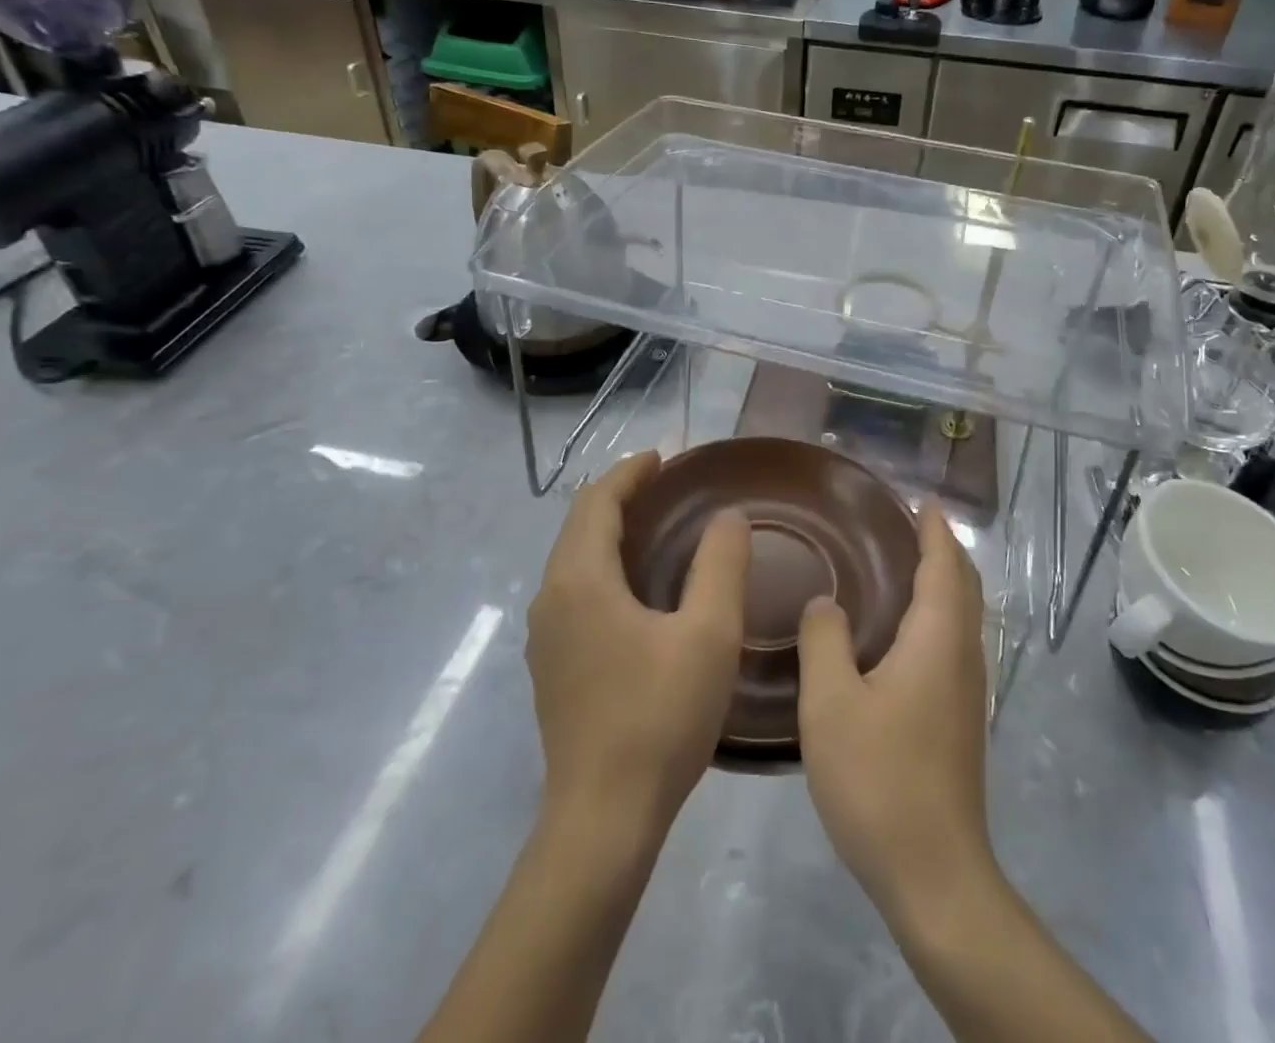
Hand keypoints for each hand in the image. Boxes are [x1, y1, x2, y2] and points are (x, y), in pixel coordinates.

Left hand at [526, 451, 749, 836]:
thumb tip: (728, 517)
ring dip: (609, 532)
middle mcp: (551, 598)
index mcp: (580, 579)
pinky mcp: (552, 666)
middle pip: (579, 525)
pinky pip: (574, 591)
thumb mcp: (708, 634)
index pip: (596, 501)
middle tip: (666, 485)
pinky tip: (637, 589)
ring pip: (573, 560)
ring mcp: (546, 636)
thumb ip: (721, 565)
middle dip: (618, 496)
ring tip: (655, 527)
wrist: (603, 818)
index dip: (629, 472)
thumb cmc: (659, 716)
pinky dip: (602, 567)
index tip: (664, 457)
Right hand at [797, 503, 995, 923]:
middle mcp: (963, 656)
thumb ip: (825, 640)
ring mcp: (968, 691)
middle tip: (909, 523)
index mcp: (937, 640)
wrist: (935, 875)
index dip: (934, 529)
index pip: (943, 565)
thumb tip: (825, 601)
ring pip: (962, 616)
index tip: (922, 499)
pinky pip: (952, 643)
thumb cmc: (879, 778)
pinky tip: (901, 632)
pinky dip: (936, 615)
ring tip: (903, 565)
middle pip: (963, 585)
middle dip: (943, 549)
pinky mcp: (961, 719)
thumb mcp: (832, 703)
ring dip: (942, 582)